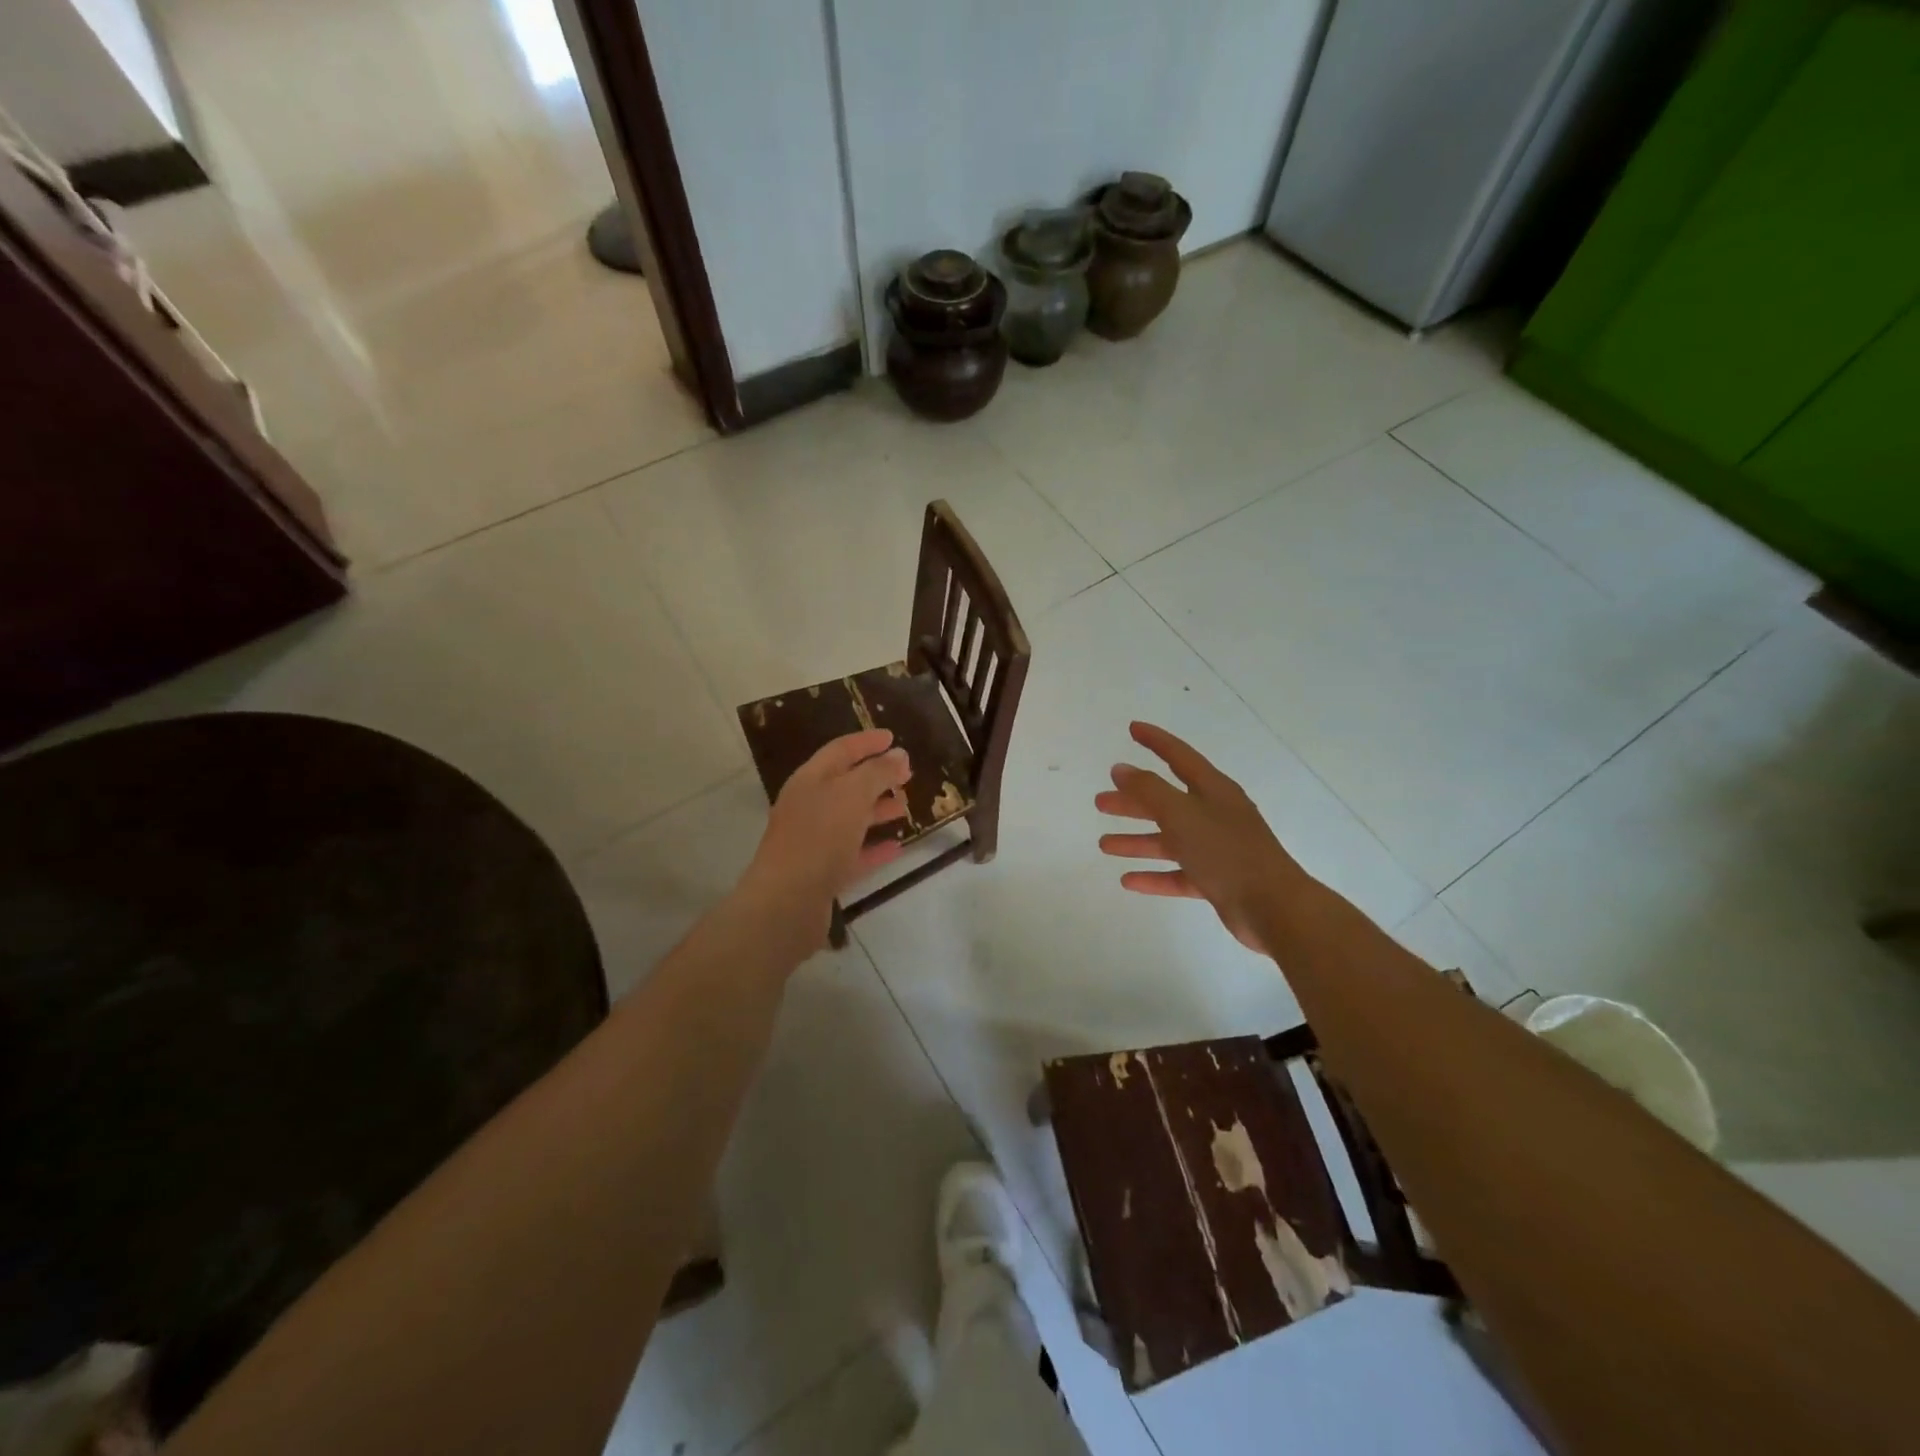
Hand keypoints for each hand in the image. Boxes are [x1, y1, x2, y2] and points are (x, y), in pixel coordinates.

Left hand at [738, 729, 910, 948]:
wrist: (787, 901)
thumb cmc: (819, 837)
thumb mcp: (852, 794)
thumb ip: (878, 772)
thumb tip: (899, 754)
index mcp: (810, 780)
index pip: (840, 750)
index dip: (866, 741)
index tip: (893, 737)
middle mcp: (808, 807)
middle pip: (845, 784)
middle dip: (876, 777)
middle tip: (907, 775)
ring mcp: (813, 841)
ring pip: (850, 819)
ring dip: (877, 811)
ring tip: (905, 808)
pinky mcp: (821, 873)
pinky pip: (852, 854)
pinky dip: (873, 847)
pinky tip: (897, 847)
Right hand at [1096, 722, 1306, 953]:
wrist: (1273, 906)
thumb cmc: (1225, 851)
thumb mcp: (1181, 814)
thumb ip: (1148, 790)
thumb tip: (1120, 768)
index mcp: (1213, 790)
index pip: (1179, 756)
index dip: (1156, 741)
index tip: (1133, 729)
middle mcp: (1215, 814)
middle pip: (1167, 801)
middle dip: (1134, 801)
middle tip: (1101, 802)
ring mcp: (1217, 848)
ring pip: (1169, 839)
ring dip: (1137, 840)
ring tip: (1104, 844)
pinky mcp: (1217, 880)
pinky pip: (1178, 873)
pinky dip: (1154, 875)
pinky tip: (1127, 880)